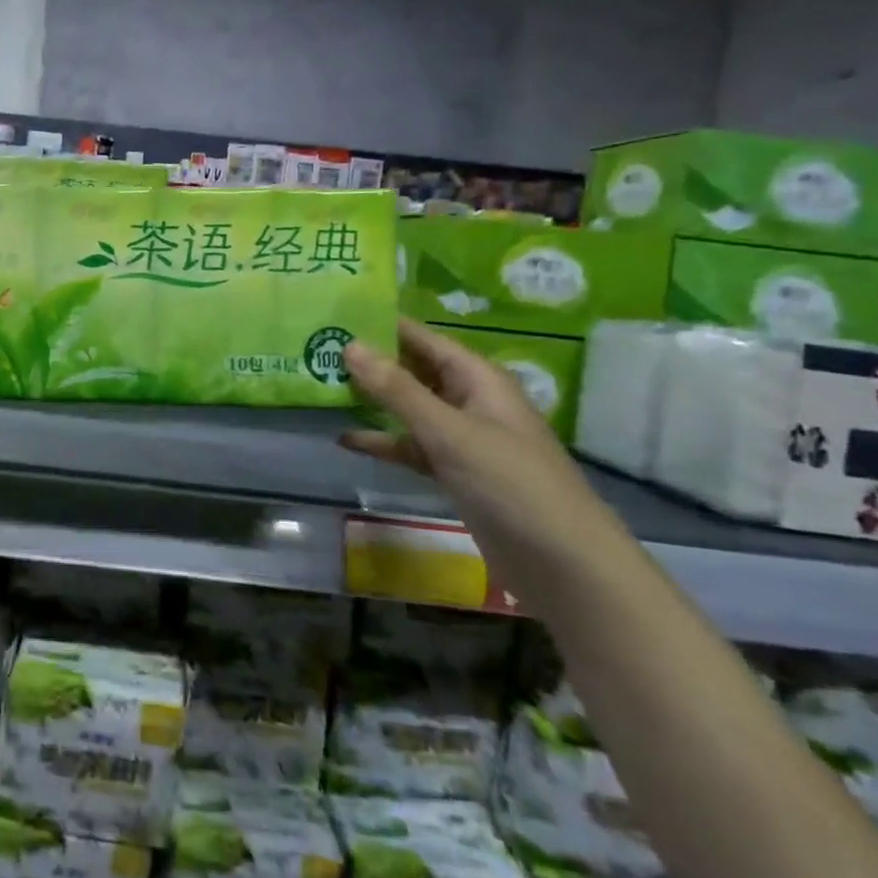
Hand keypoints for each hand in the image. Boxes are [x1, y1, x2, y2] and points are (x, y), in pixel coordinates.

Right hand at [338, 317, 598, 542]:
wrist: (562, 563)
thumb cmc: (510, 482)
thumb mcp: (448, 431)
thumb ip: (397, 390)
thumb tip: (350, 345)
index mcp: (477, 378)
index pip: (422, 338)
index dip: (382, 325)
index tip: (334, 314)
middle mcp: (469, 400)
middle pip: (413, 370)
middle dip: (369, 362)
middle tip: (315, 349)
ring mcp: (461, 438)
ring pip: (408, 408)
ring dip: (371, 401)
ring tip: (322, 388)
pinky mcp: (454, 471)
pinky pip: (410, 446)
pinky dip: (383, 442)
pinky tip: (345, 439)